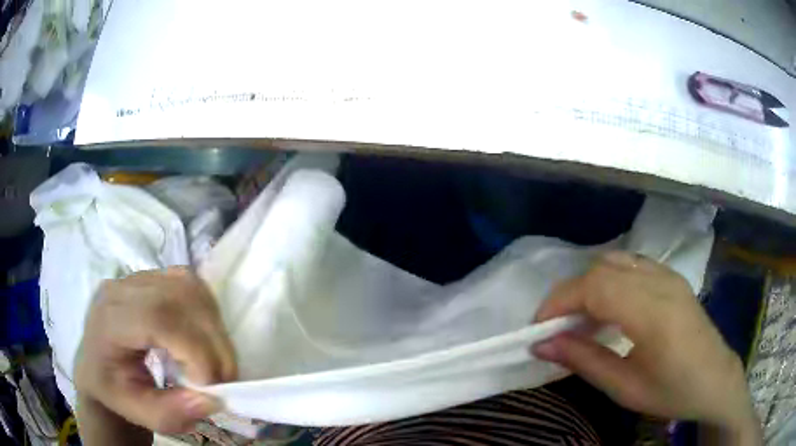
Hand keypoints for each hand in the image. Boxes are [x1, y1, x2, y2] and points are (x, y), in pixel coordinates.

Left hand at [74, 267, 236, 444]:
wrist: (98, 366)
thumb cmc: (114, 389)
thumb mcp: (136, 412)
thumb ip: (170, 413)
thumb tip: (212, 399)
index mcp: (109, 319)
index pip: (158, 318)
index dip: (194, 350)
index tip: (211, 387)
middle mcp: (122, 289)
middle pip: (179, 298)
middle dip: (212, 342)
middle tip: (224, 379)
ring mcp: (138, 278)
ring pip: (190, 286)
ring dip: (213, 327)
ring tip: (214, 361)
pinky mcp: (153, 277)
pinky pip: (190, 284)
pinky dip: (206, 312)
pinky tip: (203, 338)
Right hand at [533, 252, 759, 443]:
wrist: (716, 379)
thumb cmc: (673, 391)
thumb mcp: (626, 388)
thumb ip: (584, 361)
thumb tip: (541, 345)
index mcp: (653, 312)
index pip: (596, 286)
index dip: (560, 301)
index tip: (538, 328)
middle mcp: (661, 282)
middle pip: (602, 269)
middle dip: (570, 294)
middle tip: (557, 328)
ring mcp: (668, 275)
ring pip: (615, 261)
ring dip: (589, 285)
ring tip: (581, 319)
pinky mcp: (671, 276)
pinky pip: (632, 265)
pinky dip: (610, 280)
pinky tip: (610, 309)